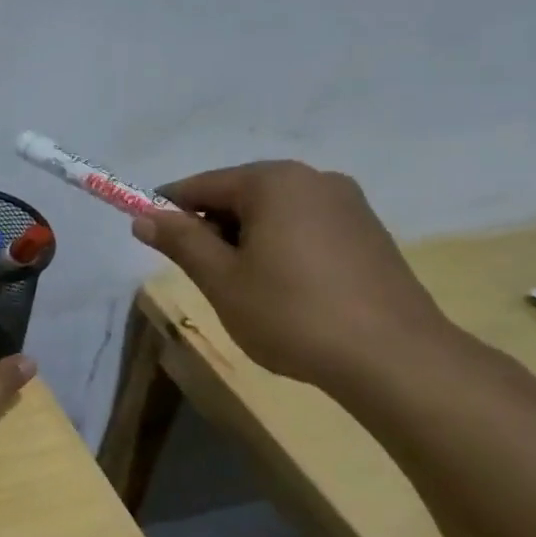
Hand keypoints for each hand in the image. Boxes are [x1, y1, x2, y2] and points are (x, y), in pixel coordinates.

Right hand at [131, 161, 455, 387]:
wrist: (392, 357)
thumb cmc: (291, 313)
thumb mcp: (221, 279)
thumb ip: (181, 242)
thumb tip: (143, 218)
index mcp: (273, 182)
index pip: (201, 185)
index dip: (168, 210)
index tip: (150, 238)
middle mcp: (313, 179)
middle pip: (239, 194)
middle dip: (211, 228)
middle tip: (201, 274)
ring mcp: (348, 204)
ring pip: (273, 213)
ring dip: (246, 240)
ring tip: (243, 287)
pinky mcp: (368, 232)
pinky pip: (304, 227)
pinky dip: (279, 247)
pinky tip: (283, 289)